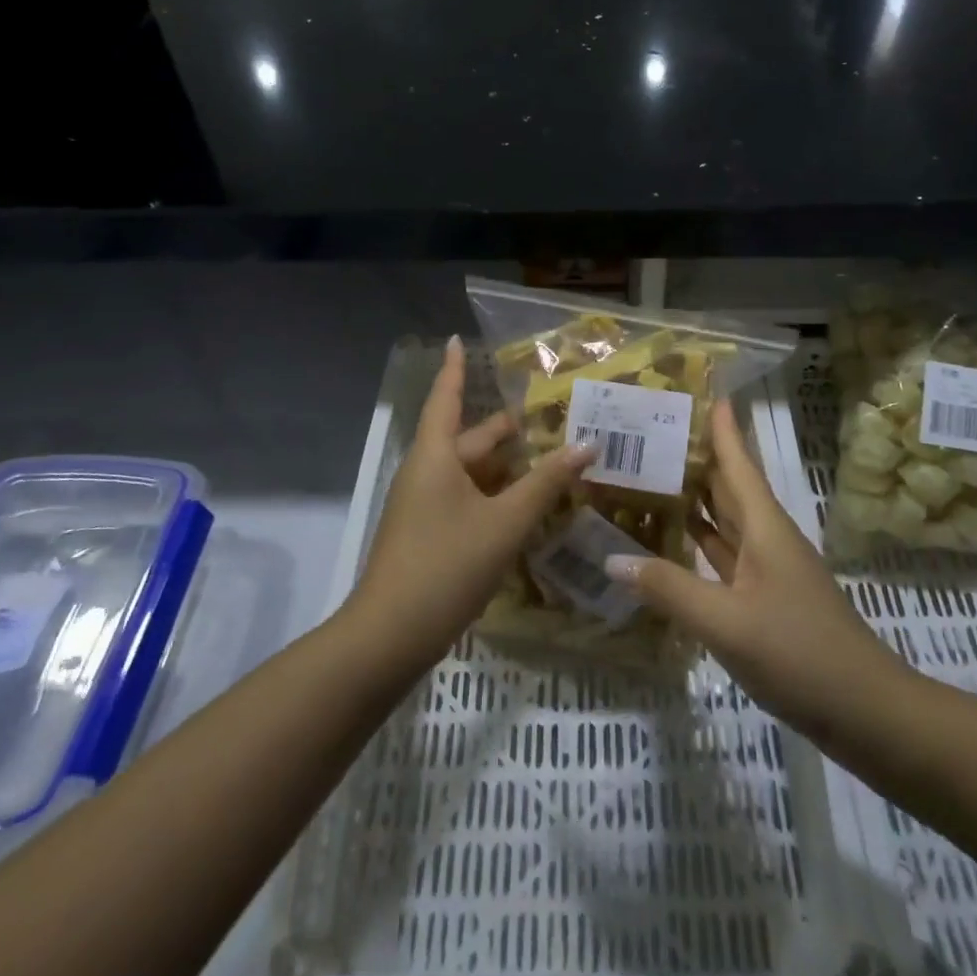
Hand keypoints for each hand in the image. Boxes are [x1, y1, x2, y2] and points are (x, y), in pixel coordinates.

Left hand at [345, 337, 592, 666]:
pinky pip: (465, 500)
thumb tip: (587, 445)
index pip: (445, 398)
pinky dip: (494, 496)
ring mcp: (423, 507)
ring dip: (504, 467)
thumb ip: (546, 484)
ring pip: (469, 474)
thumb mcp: (504, 522)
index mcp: (435, 457)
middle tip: (548, 418)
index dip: (454, 368)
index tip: (457, 339)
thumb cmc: (446, 565)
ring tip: (548, 461)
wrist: (390, 636)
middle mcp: (426, 474)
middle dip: (505, 430)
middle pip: (469, 440)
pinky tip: (524, 508)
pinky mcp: (427, 535)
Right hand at [602, 400, 905, 742]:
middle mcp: (766, 539)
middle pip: (729, 487)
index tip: (703, 391)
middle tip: (654, 431)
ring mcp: (767, 571)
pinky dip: (698, 544)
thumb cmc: (800, 653)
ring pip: (725, 522)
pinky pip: (723, 557)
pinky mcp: (764, 600)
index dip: (723, 428)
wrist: (866, 712)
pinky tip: (671, 542)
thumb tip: (612, 558)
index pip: (738, 464)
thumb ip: (669, 589)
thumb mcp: (727, 622)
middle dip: (699, 457)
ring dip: (695, 498)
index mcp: (764, 527)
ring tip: (652, 474)